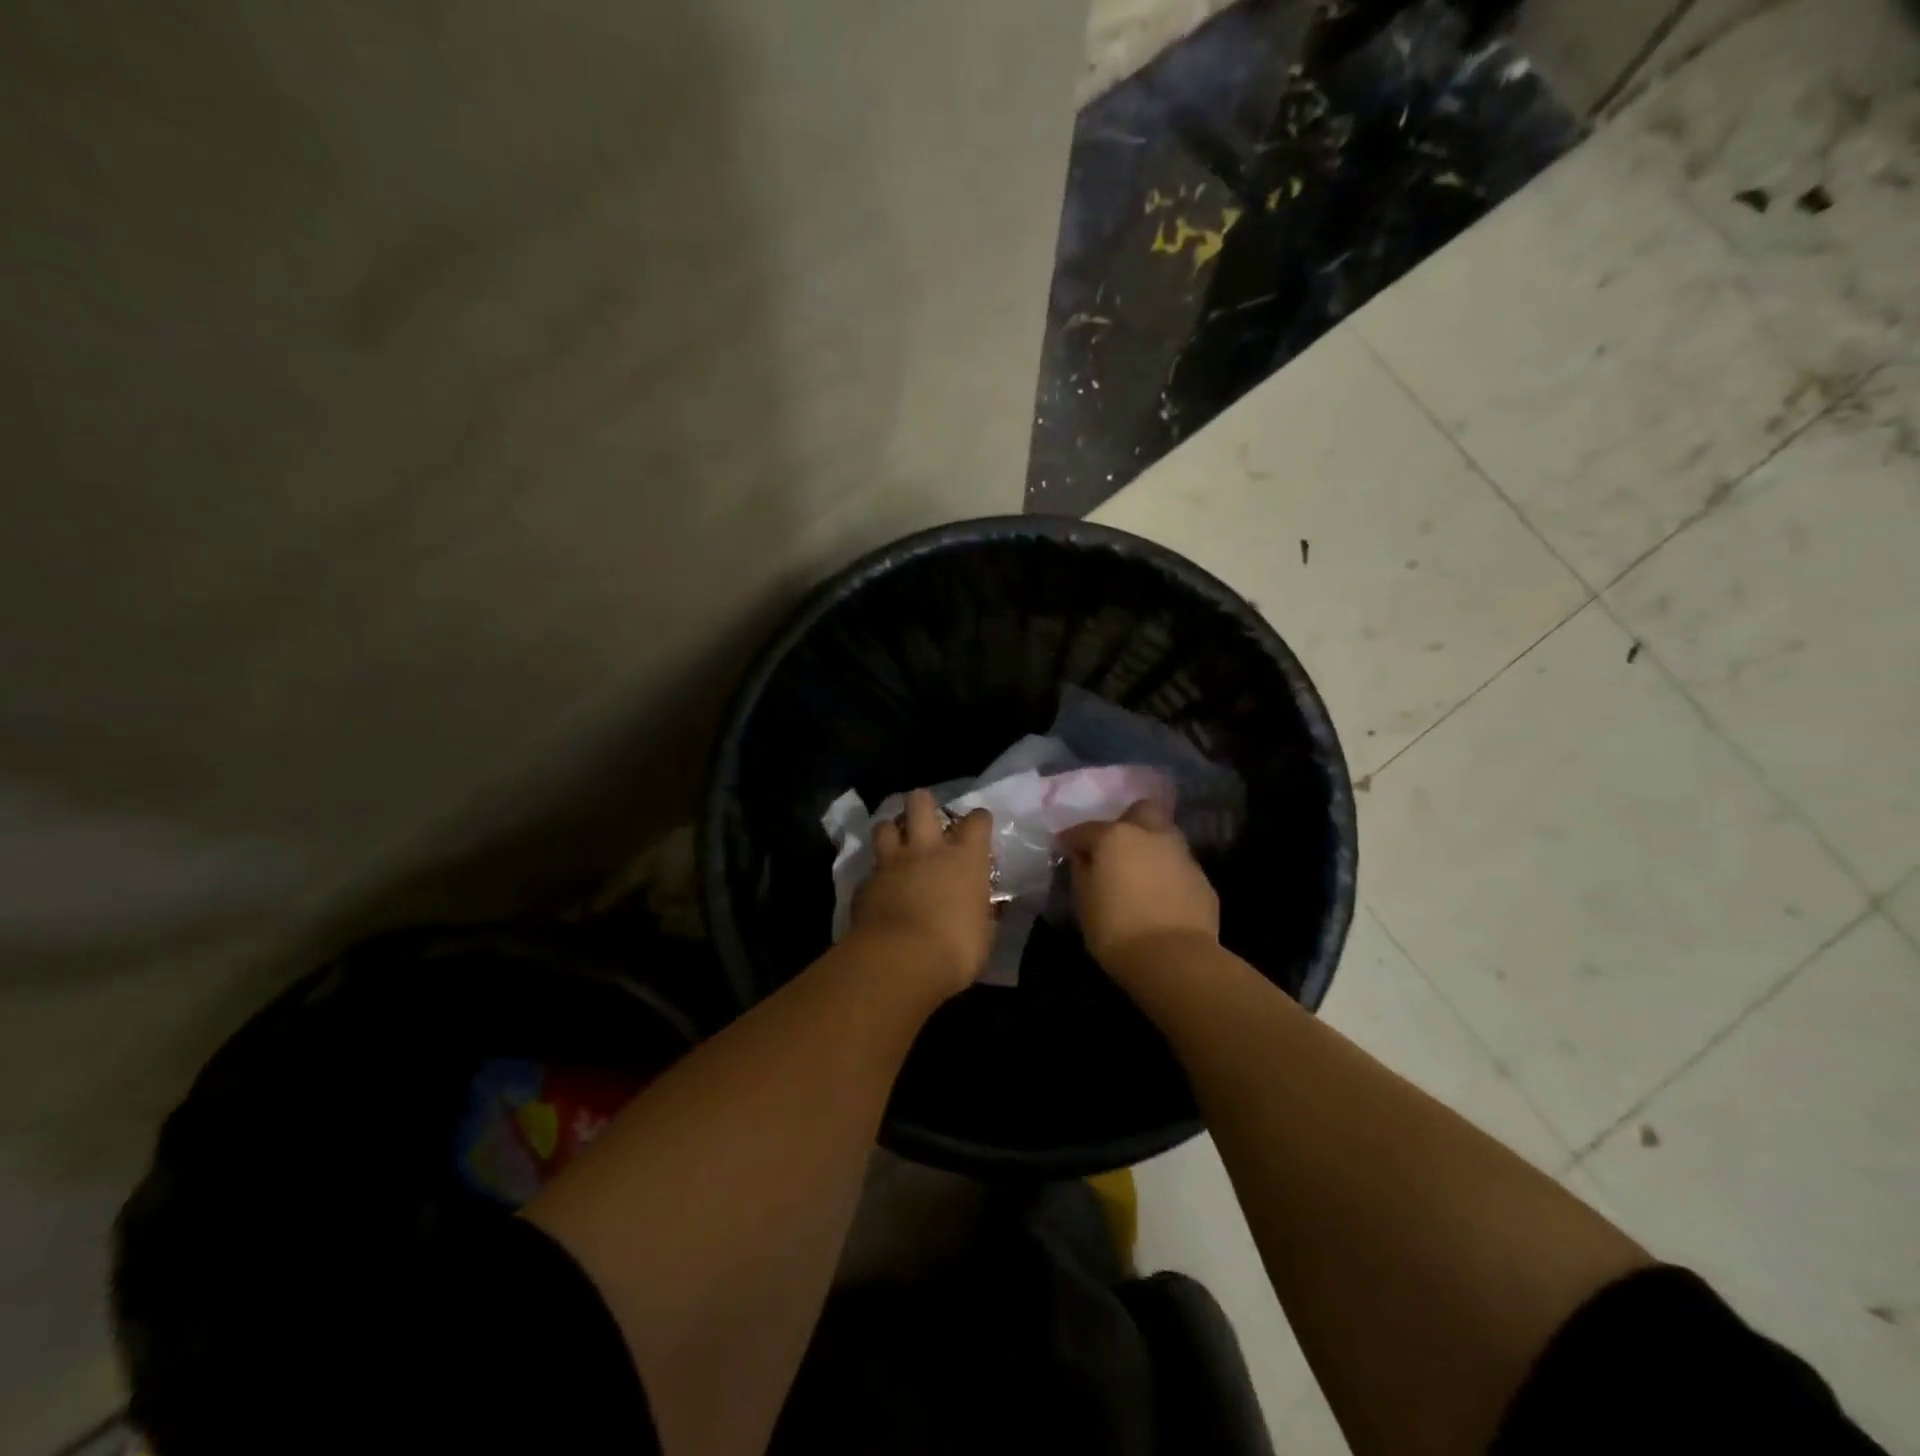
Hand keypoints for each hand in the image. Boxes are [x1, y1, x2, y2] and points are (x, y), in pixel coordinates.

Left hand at [850, 789, 994, 997]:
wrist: (900, 960)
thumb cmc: (955, 949)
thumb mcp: (983, 934)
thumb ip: (980, 913)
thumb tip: (980, 910)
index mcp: (965, 859)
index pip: (976, 821)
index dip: (978, 821)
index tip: (978, 827)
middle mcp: (927, 850)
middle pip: (921, 803)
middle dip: (923, 804)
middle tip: (926, 818)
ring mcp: (892, 863)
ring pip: (885, 826)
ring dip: (891, 831)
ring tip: (896, 844)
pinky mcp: (865, 883)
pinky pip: (871, 869)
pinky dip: (876, 875)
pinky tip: (879, 888)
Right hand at [1060, 800, 1219, 971]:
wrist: (1175, 960)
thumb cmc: (1116, 929)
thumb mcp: (1084, 902)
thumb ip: (1082, 871)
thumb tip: (1084, 858)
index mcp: (1117, 837)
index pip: (1086, 829)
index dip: (1072, 839)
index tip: (1064, 848)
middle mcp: (1152, 836)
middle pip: (1142, 811)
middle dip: (1128, 822)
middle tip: (1115, 848)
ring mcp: (1182, 856)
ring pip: (1166, 837)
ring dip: (1151, 847)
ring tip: (1139, 873)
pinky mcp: (1203, 880)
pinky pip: (1179, 867)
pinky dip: (1168, 874)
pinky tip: (1160, 896)